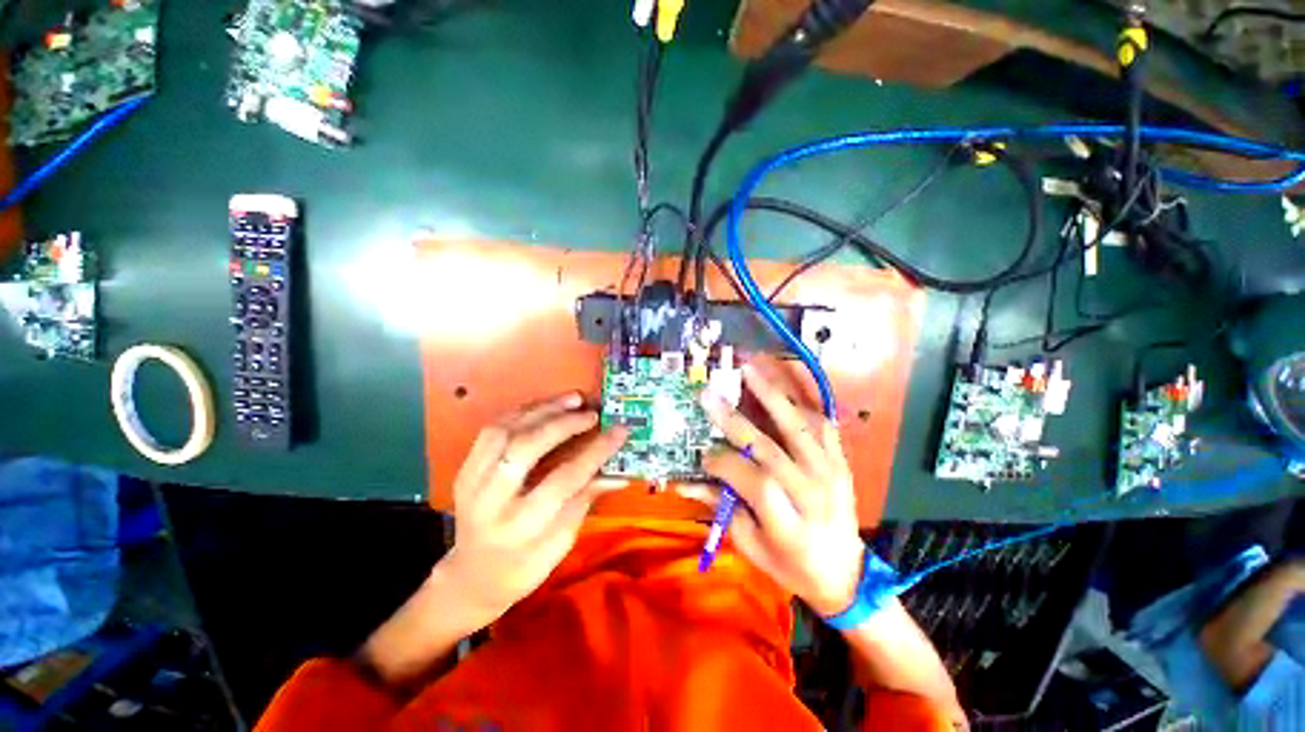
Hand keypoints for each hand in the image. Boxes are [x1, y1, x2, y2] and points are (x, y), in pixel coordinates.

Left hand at [440, 393, 627, 620]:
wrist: (472, 577)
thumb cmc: (523, 568)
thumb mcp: (561, 543)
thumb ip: (586, 501)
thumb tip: (619, 474)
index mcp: (520, 528)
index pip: (564, 480)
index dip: (595, 451)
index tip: (619, 431)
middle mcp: (490, 502)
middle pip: (525, 448)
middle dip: (564, 424)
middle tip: (591, 413)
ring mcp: (471, 482)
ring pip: (504, 431)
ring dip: (542, 410)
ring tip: (572, 399)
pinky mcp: (465, 469)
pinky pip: (492, 429)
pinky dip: (522, 412)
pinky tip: (546, 406)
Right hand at [682, 363, 864, 616]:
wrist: (847, 576)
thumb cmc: (792, 566)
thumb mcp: (751, 547)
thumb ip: (720, 509)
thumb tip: (682, 483)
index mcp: (789, 523)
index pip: (751, 480)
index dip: (722, 463)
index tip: (702, 455)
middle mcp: (813, 493)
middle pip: (769, 448)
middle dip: (733, 420)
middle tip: (708, 394)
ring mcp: (832, 473)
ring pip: (797, 427)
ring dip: (770, 395)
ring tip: (748, 369)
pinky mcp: (842, 462)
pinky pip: (822, 425)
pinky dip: (801, 405)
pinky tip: (782, 388)